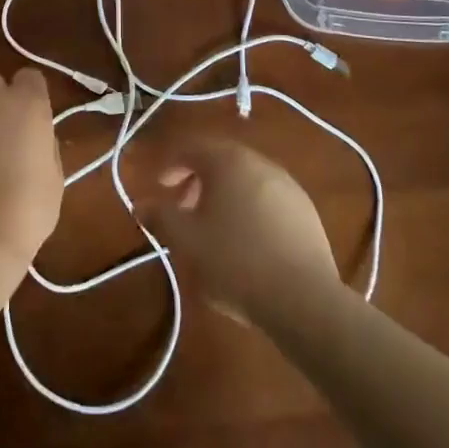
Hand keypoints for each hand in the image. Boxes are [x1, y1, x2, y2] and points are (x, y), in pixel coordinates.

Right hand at [140, 133, 340, 325]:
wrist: (303, 299)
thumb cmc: (235, 261)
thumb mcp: (187, 241)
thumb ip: (161, 216)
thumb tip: (142, 204)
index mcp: (229, 161)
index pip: (193, 148)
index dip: (172, 164)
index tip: (160, 187)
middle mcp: (260, 163)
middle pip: (222, 160)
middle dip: (198, 179)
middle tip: (183, 208)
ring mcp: (288, 185)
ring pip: (246, 178)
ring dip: (224, 194)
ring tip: (214, 227)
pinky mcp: (306, 210)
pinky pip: (267, 197)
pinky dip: (249, 207)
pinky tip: (246, 239)